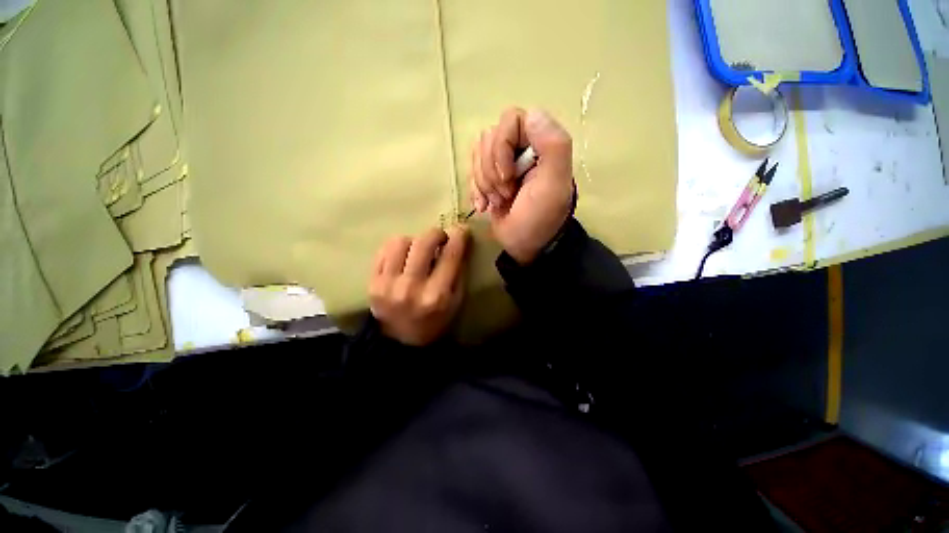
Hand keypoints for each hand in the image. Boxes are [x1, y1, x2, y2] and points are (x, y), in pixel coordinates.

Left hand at [369, 226, 469, 345]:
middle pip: (424, 243)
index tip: (461, 229)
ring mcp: (388, 284)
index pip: (451, 255)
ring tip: (418, 251)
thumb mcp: (456, 302)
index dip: (458, 236)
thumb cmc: (434, 321)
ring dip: (414, 241)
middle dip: (436, 233)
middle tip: (440, 238)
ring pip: (401, 241)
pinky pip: (383, 250)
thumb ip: (458, 273)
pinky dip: (397, 248)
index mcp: (437, 295)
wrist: (400, 341)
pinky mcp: (372, 282)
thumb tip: (458, 243)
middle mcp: (412, 287)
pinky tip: (403, 257)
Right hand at [469, 108, 574, 264]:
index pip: (511, 120)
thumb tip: (532, 114)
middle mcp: (521, 147)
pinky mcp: (489, 178)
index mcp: (540, 143)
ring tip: (499, 202)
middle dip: (492, 171)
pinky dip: (476, 191)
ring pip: (477, 154)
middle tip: (506, 194)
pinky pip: (471, 172)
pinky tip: (486, 207)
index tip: (509, 176)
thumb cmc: (541, 218)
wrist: (527, 246)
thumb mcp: (553, 185)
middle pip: (489, 137)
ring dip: (484, 183)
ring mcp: (503, 163)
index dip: (502, 146)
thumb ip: (553, 146)